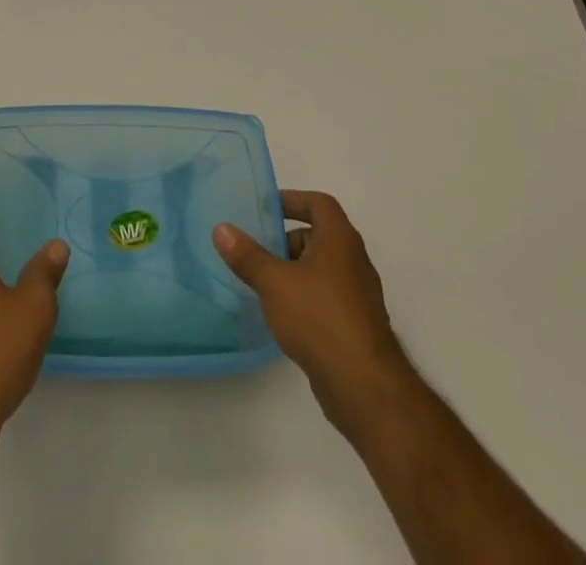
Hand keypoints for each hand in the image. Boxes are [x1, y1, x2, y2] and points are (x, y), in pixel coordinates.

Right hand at [214, 190, 419, 441]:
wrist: (364, 386)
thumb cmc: (319, 318)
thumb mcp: (274, 282)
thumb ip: (247, 255)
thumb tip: (221, 228)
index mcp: (339, 239)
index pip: (319, 203)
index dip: (293, 199)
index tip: (265, 208)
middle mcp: (353, 260)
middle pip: (318, 235)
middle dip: (286, 240)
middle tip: (256, 251)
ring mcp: (358, 294)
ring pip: (321, 268)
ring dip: (294, 270)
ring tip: (263, 284)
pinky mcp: (356, 324)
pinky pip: (326, 296)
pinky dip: (305, 296)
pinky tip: (284, 316)